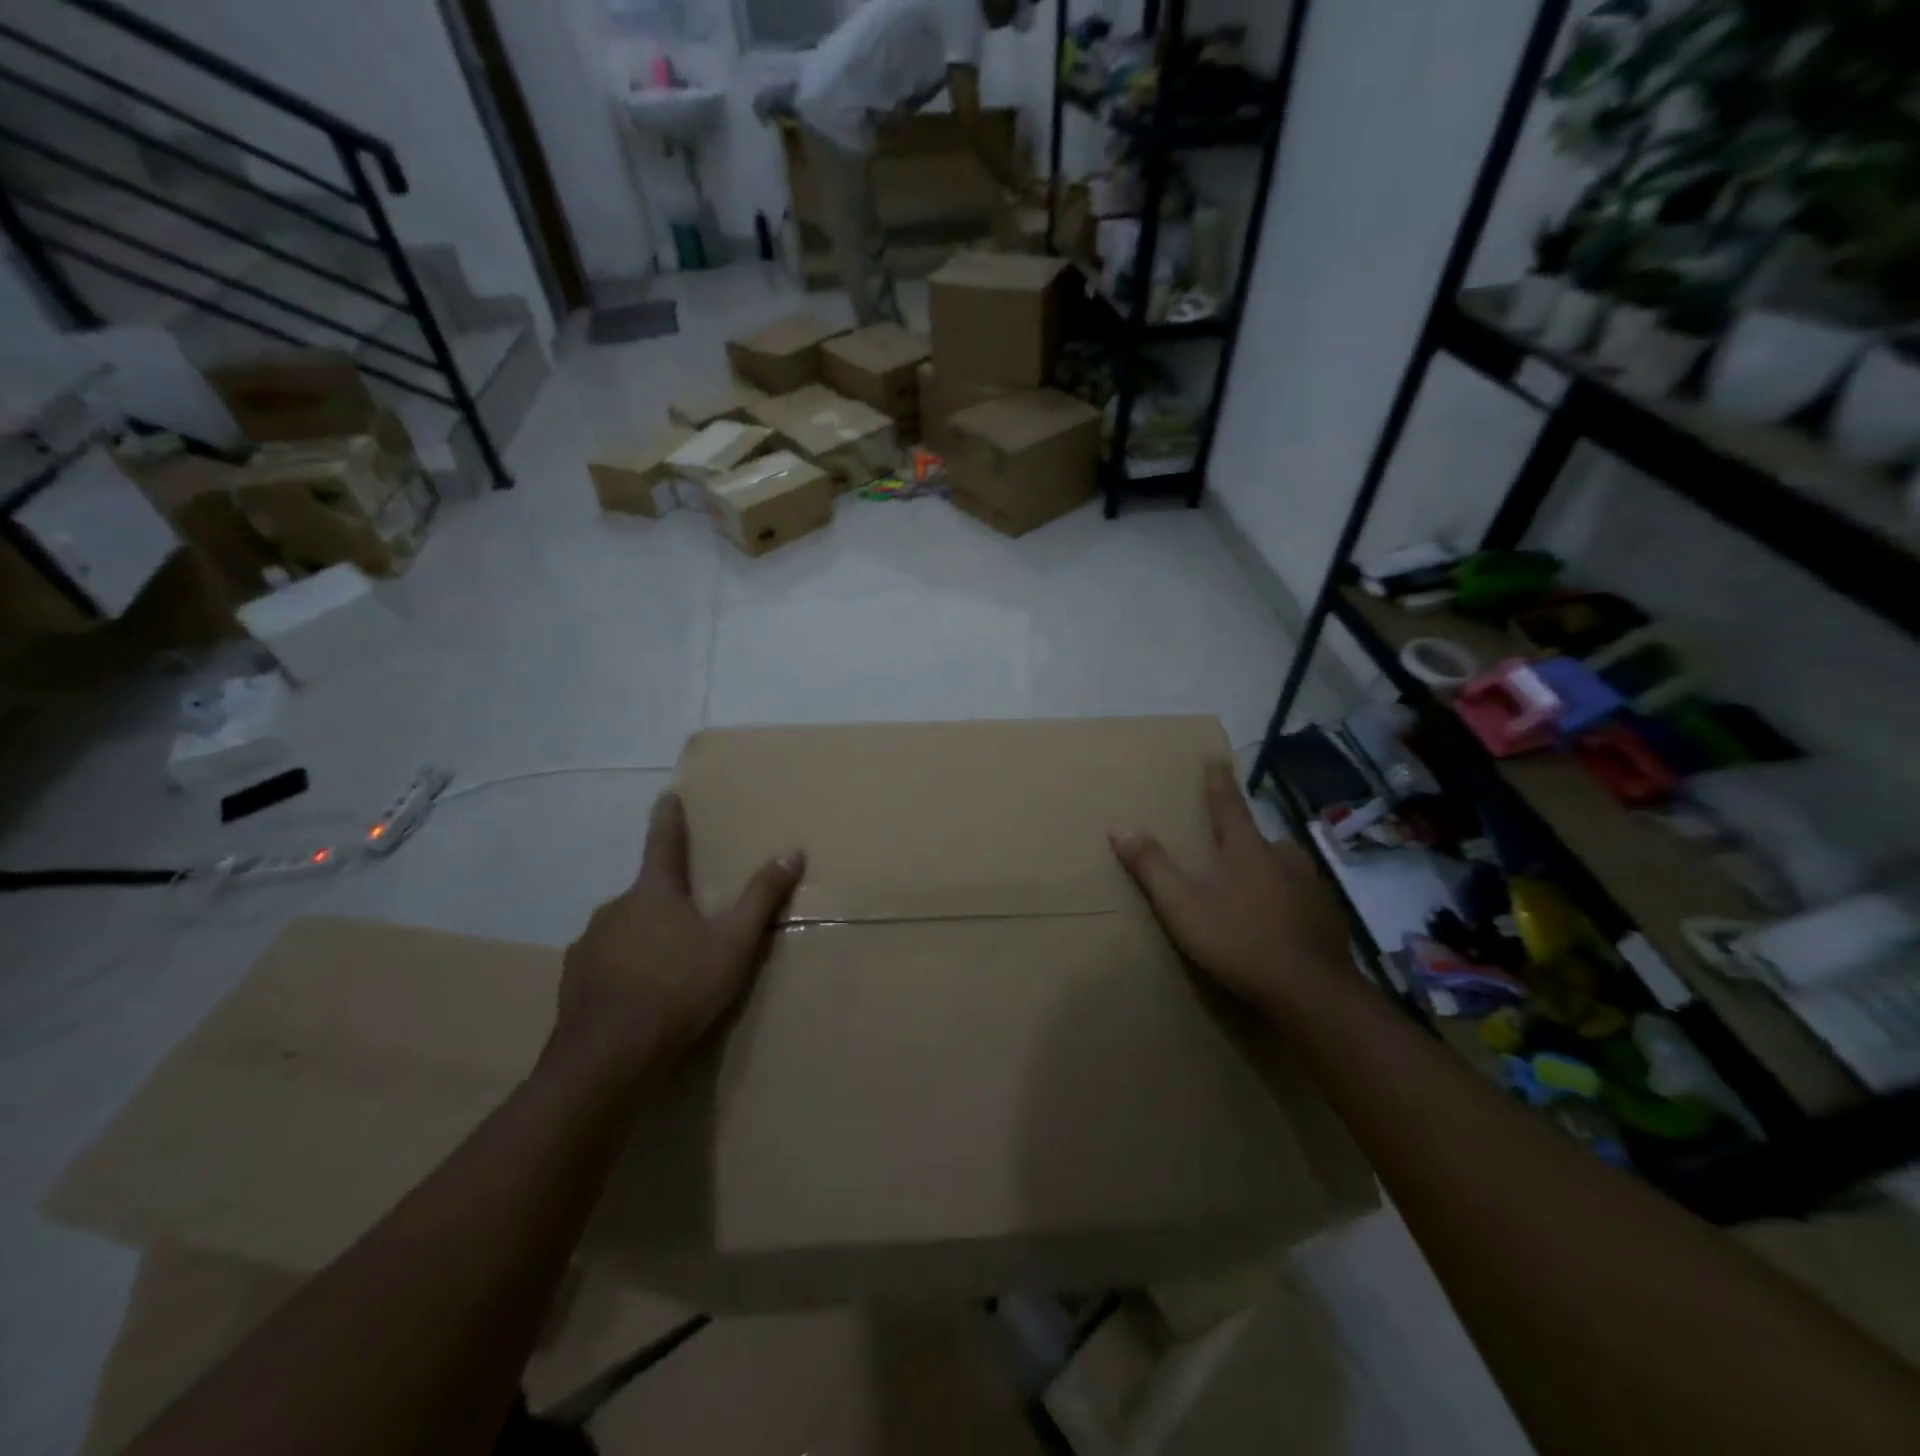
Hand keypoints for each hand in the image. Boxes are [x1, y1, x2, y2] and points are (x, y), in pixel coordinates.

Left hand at [547, 791, 802, 1089]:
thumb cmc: (678, 988)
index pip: (663, 842)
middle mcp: (615, 907)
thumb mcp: (733, 943)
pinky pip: (605, 960)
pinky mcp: (574, 979)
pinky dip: (623, 966)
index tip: (666, 794)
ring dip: (644, 935)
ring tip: (667, 963)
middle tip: (689, 917)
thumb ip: (761, 898)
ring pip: (624, 928)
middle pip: (646, 892)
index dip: (668, 818)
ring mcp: (589, 943)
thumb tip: (792, 852)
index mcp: (654, 892)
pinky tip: (637, 992)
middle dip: (667, 899)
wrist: (607, 1056)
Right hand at [1110, 761, 1349, 1014]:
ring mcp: (1312, 888)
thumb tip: (1120, 825)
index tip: (1217, 759)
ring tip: (1255, 888)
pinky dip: (1289, 902)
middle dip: (1245, 839)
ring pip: (1286, 867)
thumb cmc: (1240, 940)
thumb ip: (1151, 866)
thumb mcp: (1182, 905)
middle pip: (1260, 838)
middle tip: (1231, 848)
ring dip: (1270, 870)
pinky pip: (1303, 898)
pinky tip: (1281, 924)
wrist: (1312, 991)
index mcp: (1247, 849)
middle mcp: (1284, 858)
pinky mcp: (1329, 918)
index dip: (1219, 782)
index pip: (1228, 805)